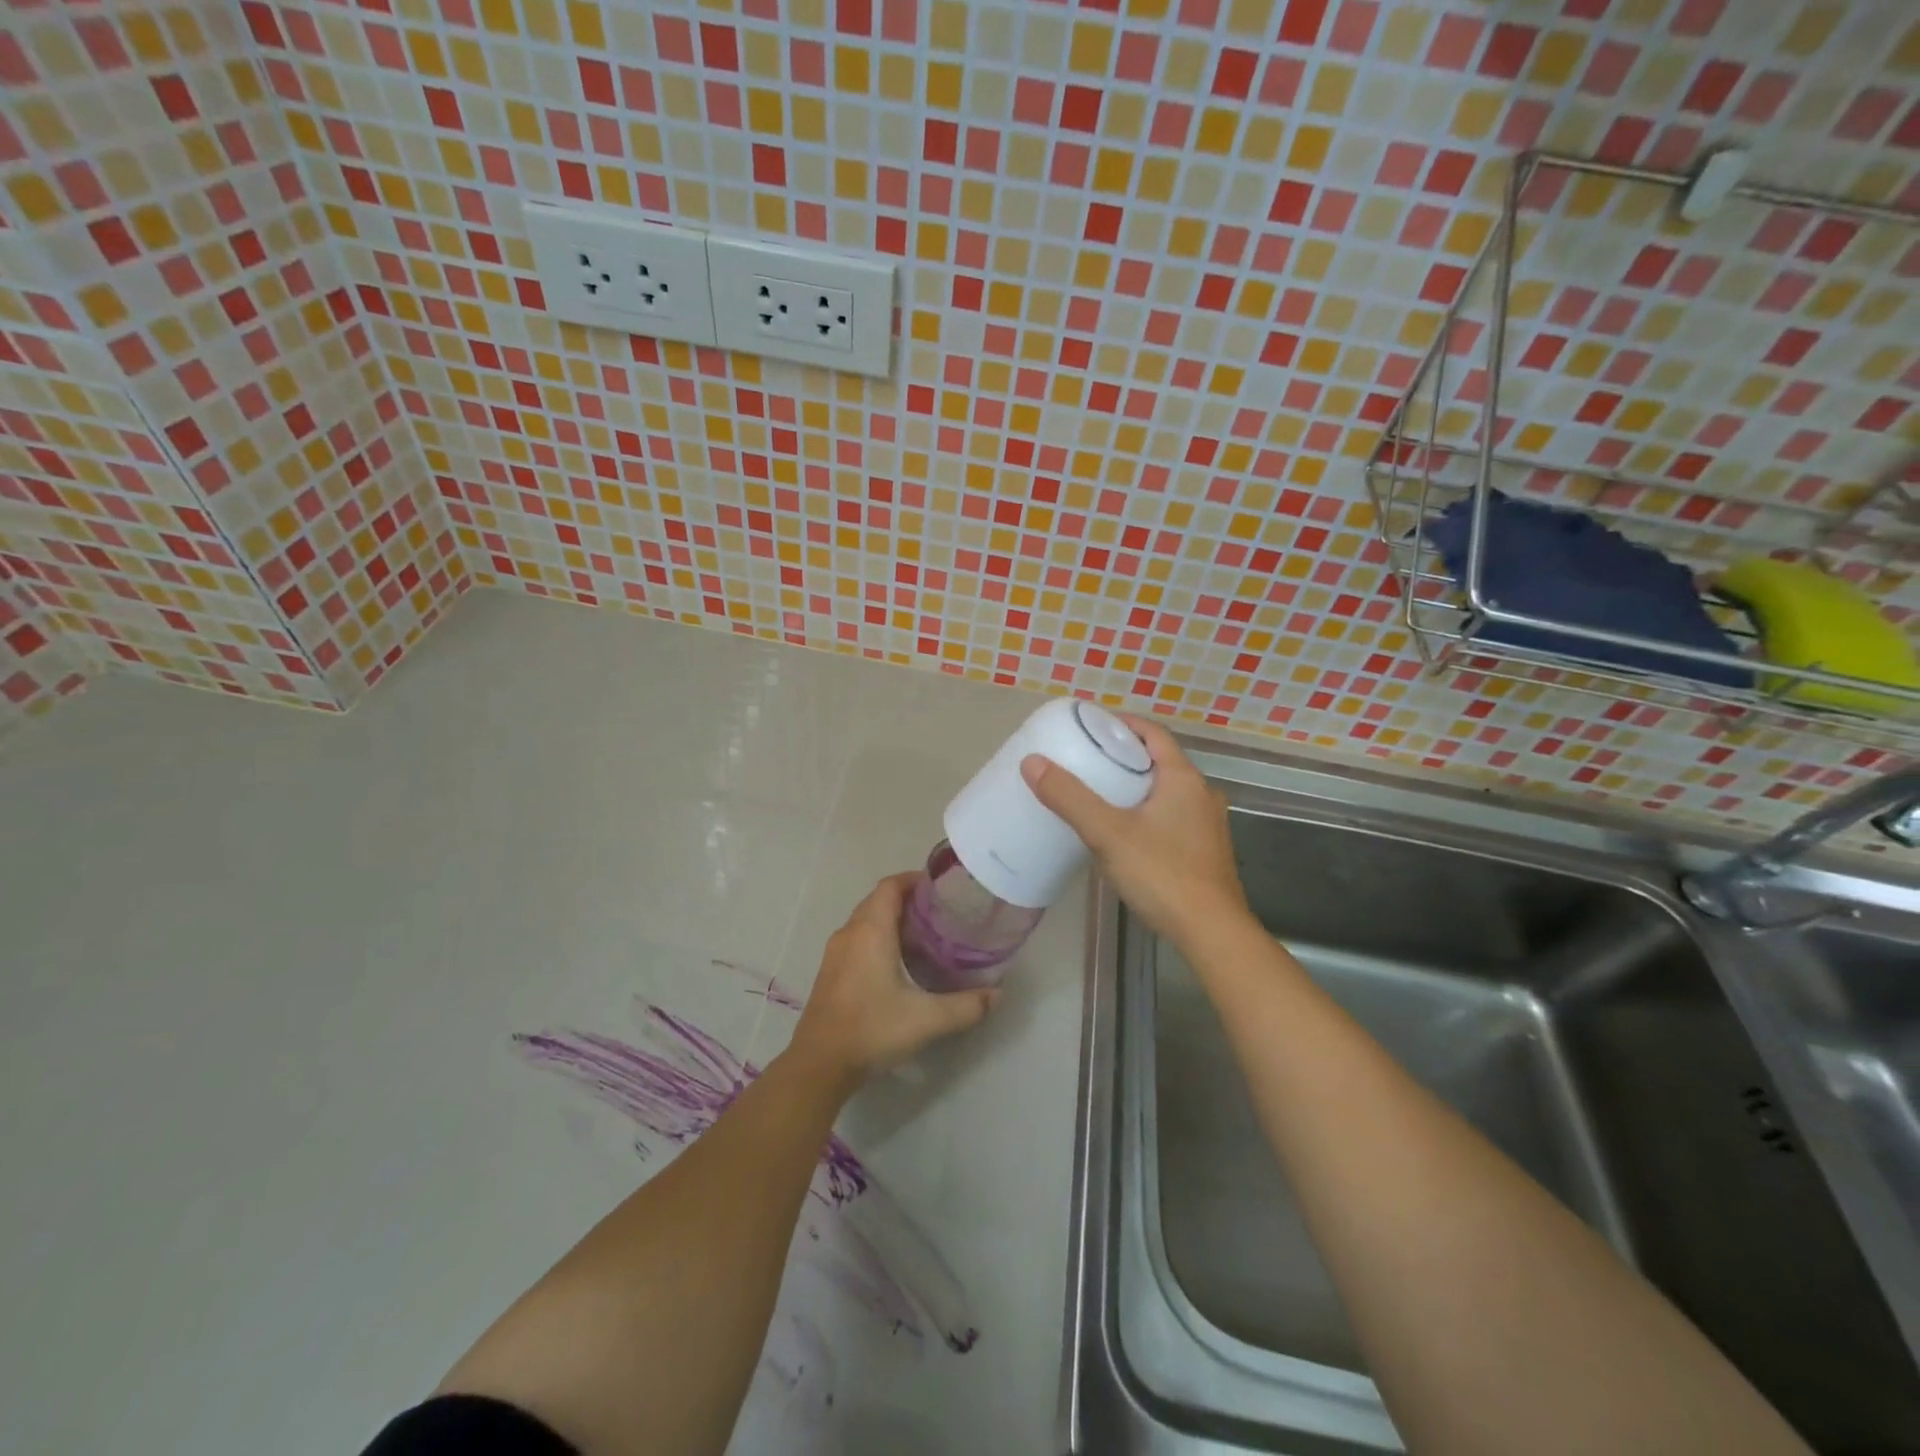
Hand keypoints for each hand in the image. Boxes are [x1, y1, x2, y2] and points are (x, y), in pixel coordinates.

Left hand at [789, 872, 998, 1088]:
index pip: (890, 886)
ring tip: (924, 935)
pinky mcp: (830, 972)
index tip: (941, 888)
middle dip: (908, 900)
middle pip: (878, 900)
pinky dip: (878, 938)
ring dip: (892, 919)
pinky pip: (857, 939)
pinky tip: (898, 963)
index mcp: (871, 931)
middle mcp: (850, 933)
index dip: (914, 880)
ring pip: (866, 920)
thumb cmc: (872, 1029)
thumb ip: (967, 1006)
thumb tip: (998, 995)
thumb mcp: (928, 1019)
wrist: (819, 1064)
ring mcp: (836, 953)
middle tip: (940, 912)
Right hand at [1021, 716, 1248, 945]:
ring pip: (1168, 791)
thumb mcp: (1107, 833)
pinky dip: (1149, 811)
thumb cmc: (1162, 874)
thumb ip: (1070, 797)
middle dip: (1126, 756)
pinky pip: (1174, 816)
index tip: (1092, 725)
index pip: (1153, 733)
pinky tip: (1127, 833)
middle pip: (1161, 761)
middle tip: (1089, 760)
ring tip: (1102, 794)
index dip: (1123, 724)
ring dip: (1138, 786)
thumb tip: (1032, 763)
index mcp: (1183, 778)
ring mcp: (1209, 824)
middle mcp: (1202, 794)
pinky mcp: (1206, 851)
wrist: (1212, 932)